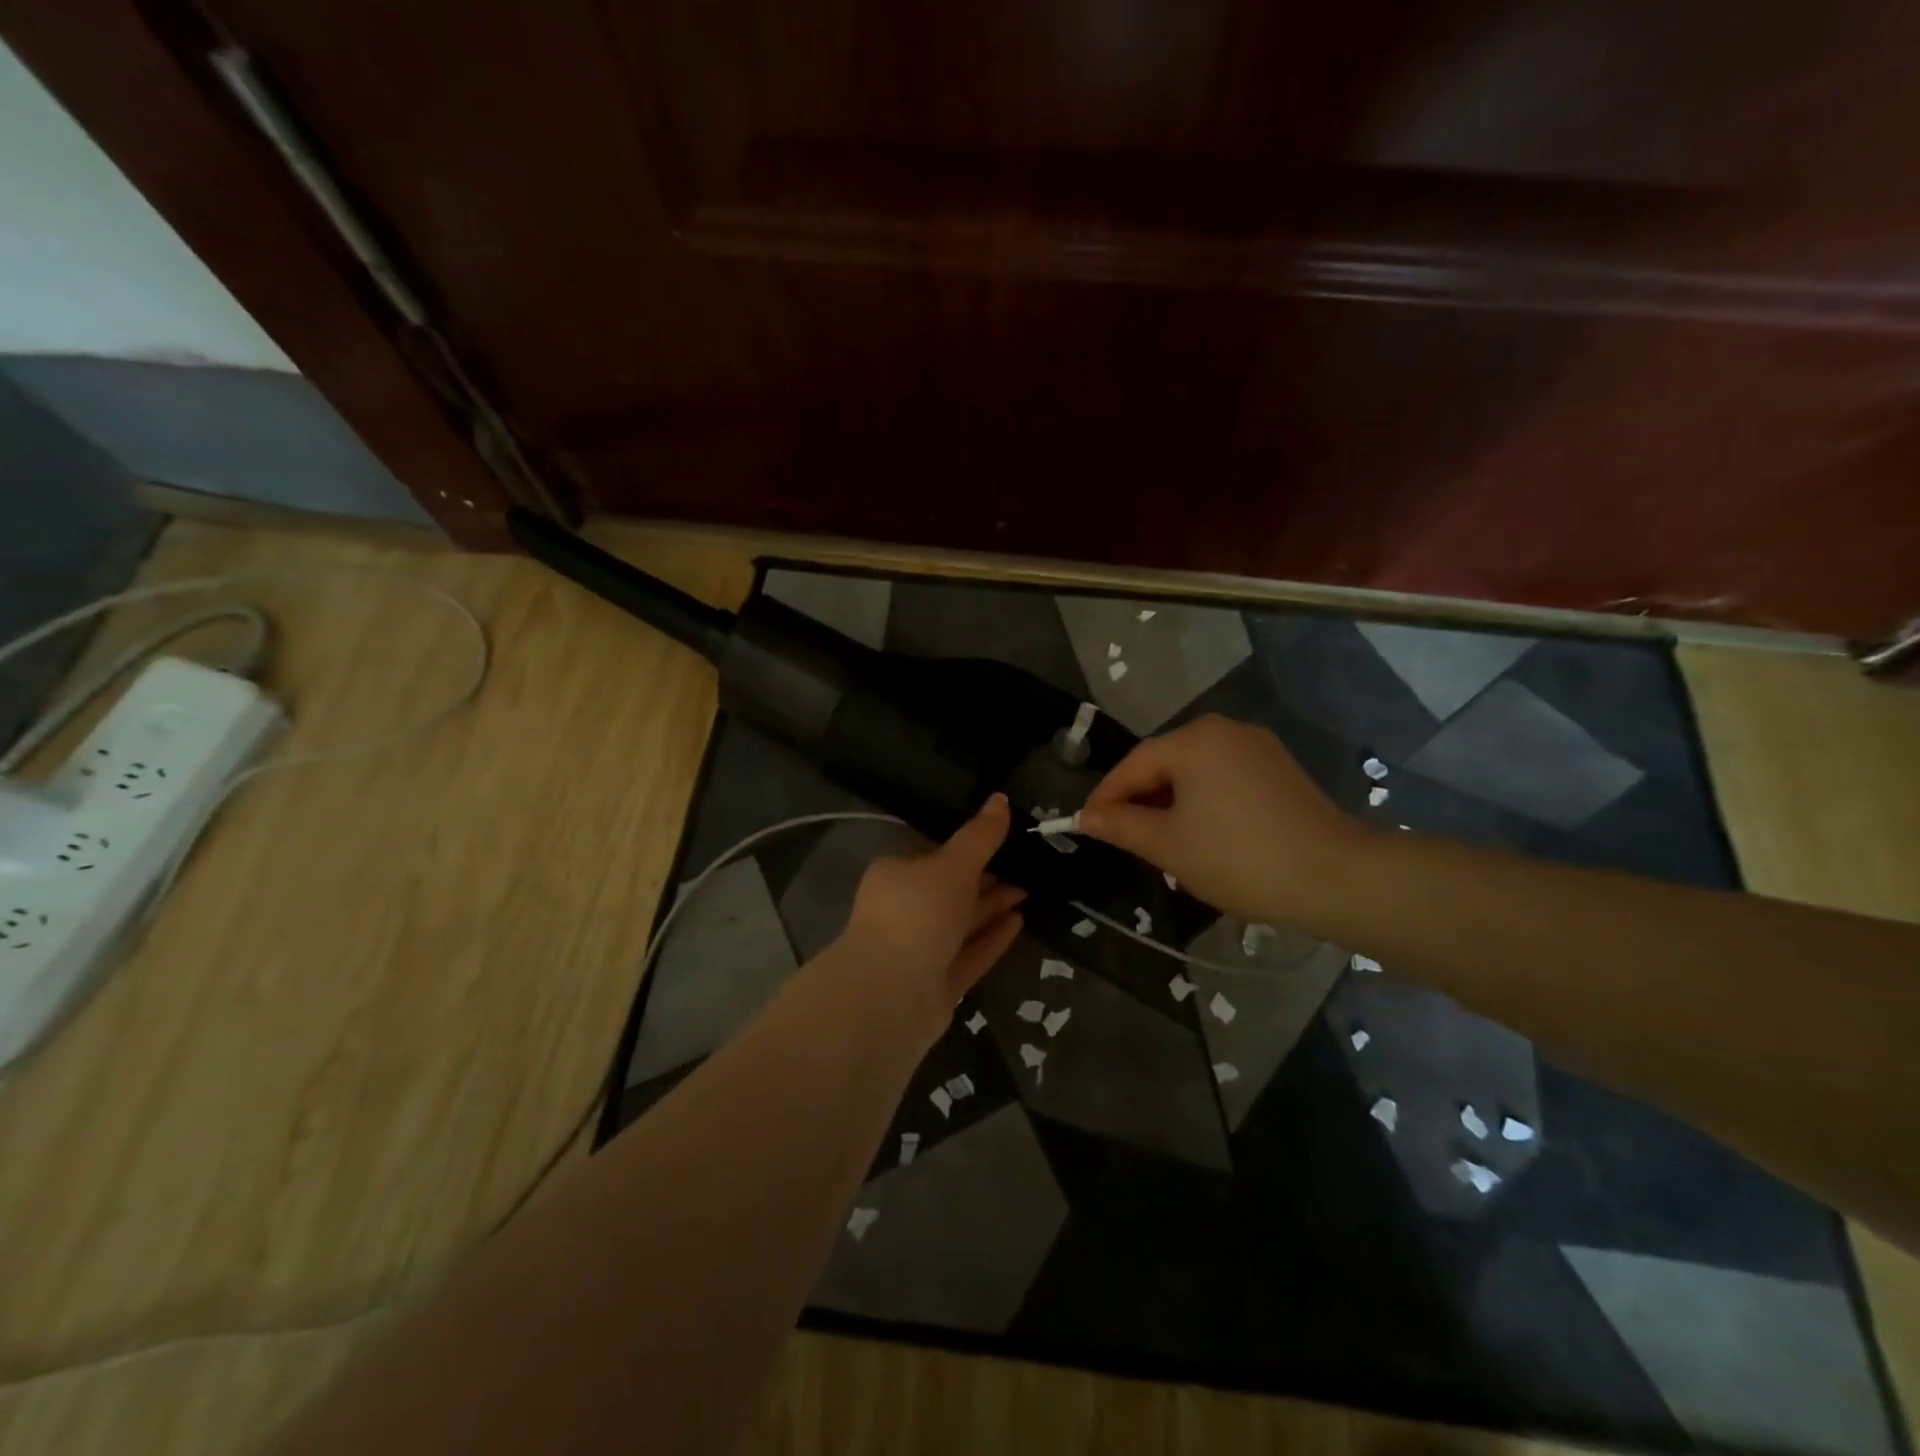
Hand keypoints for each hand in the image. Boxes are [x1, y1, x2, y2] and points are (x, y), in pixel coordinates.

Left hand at [837, 794, 1025, 1035]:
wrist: (891, 992)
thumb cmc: (917, 913)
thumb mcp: (952, 865)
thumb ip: (980, 836)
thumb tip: (1001, 798)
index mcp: (895, 876)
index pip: (932, 855)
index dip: (966, 848)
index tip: (1000, 840)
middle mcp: (904, 911)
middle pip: (949, 890)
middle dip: (985, 879)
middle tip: (1024, 867)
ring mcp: (919, 950)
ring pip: (961, 924)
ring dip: (992, 907)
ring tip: (1029, 890)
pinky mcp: (937, 984)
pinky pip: (969, 954)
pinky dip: (992, 938)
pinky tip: (1020, 922)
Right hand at [1078, 715, 1368, 924]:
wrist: (1335, 877)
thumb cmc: (1239, 858)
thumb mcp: (1169, 845)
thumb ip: (1122, 825)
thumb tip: (1087, 816)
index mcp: (1194, 740)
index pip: (1133, 764)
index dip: (1106, 797)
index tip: (1086, 826)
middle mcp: (1224, 731)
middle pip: (1164, 763)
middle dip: (1140, 801)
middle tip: (1124, 839)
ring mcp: (1256, 747)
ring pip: (1194, 772)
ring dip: (1171, 803)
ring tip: (1161, 842)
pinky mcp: (1279, 768)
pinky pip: (1223, 778)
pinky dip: (1203, 802)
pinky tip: (1203, 834)